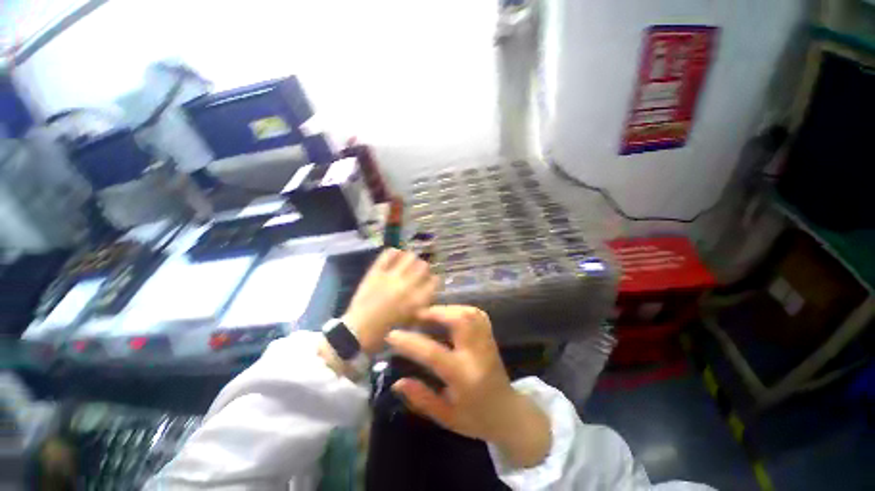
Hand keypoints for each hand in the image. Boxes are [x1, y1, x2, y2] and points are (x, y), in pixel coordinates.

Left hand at [342, 248, 438, 354]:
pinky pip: (388, 254)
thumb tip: (428, 291)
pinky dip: (394, 252)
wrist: (357, 331)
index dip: (432, 280)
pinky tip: (395, 256)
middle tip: (417, 272)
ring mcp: (391, 277)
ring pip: (409, 257)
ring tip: (406, 263)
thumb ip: (422, 306)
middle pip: (424, 266)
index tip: (429, 281)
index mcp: (417, 300)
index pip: (434, 281)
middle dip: (423, 269)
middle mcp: (407, 285)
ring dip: (411, 259)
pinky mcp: (376, 272)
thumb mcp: (410, 322)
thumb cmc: (386, 331)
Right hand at [387, 306, 550, 467]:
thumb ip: (421, 399)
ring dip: (446, 309)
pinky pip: (475, 313)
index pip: (434, 353)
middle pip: (458, 321)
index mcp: (464, 376)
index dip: (410, 342)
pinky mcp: (490, 335)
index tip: (392, 335)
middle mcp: (477, 353)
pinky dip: (459, 309)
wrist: (508, 412)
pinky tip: (449, 314)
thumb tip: (397, 382)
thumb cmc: (476, 418)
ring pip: (468, 313)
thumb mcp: (445, 417)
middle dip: (433, 313)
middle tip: (415, 316)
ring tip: (429, 314)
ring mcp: (486, 341)